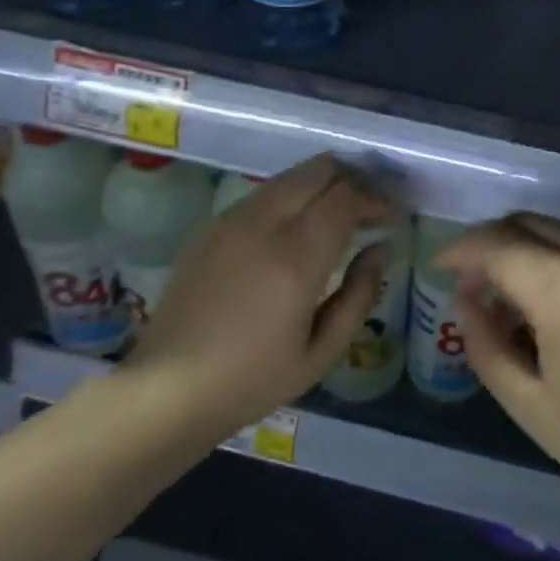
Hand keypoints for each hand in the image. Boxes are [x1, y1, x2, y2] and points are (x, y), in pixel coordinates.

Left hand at [123, 155, 390, 439]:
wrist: (167, 390)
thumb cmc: (252, 380)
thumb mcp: (322, 352)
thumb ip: (360, 294)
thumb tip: (380, 248)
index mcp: (296, 257)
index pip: (347, 196)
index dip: (377, 198)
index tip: (392, 214)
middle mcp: (264, 224)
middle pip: (320, 170)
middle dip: (354, 178)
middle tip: (371, 204)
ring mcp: (233, 220)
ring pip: (291, 175)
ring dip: (324, 183)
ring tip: (341, 210)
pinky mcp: (212, 226)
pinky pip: (265, 192)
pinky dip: (294, 194)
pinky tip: (300, 223)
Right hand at [437, 214, 559, 522]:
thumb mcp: (529, 402)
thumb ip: (486, 342)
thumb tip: (468, 299)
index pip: (498, 245)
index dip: (460, 250)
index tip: (438, 266)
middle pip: (527, 223)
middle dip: (490, 243)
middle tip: (470, 285)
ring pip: (557, 230)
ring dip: (523, 250)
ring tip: (508, 300)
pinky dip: (555, 259)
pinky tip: (549, 304)